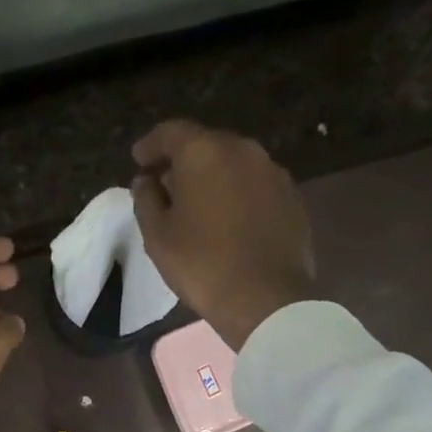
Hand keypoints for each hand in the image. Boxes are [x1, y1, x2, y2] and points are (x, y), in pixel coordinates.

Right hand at [131, 120, 314, 348]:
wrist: (265, 298)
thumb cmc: (202, 265)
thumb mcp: (158, 237)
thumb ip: (146, 201)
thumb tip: (145, 181)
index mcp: (205, 152)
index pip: (172, 132)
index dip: (151, 145)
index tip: (139, 160)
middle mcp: (243, 150)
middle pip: (207, 145)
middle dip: (184, 162)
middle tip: (167, 186)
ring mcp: (274, 172)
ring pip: (235, 165)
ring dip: (214, 179)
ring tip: (200, 206)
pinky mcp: (293, 198)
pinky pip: (257, 187)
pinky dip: (239, 196)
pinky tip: (230, 222)